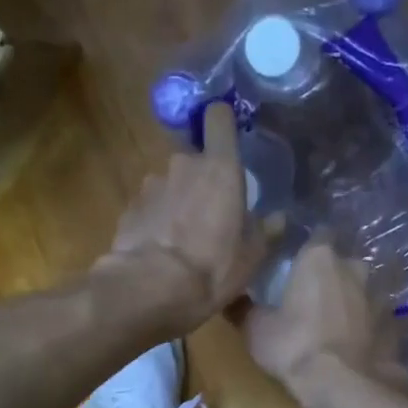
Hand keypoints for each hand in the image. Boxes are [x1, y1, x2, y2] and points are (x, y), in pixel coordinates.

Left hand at [96, 102, 263, 337]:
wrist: (150, 289)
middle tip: (211, 214)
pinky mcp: (129, 208)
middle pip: (195, 160)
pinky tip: (161, 250)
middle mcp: (182, 165)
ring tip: (183, 239)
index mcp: (219, 168)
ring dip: (177, 203)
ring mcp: (151, 185)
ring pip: (170, 185)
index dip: (223, 122)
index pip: (219, 118)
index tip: (228, 138)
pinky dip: (156, 222)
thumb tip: (278, 218)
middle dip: (202, 180)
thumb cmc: (212, 268)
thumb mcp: (252, 257)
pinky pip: (150, 208)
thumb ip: (266, 231)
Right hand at [241, 238, 407, 407]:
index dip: (307, 250)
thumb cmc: (295, 347)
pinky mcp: (396, 324)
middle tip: (314, 298)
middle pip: (342, 263)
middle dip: (332, 276)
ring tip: (339, 323)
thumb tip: (230, 298)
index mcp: (319, 258)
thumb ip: (244, 309)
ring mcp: (380, 295)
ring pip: (365, 290)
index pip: (316, 236)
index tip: (296, 266)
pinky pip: (382, 320)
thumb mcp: (256, 330)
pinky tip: (364, 342)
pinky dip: (373, 327)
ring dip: (354, 301)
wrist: (346, 385)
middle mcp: (354, 267)